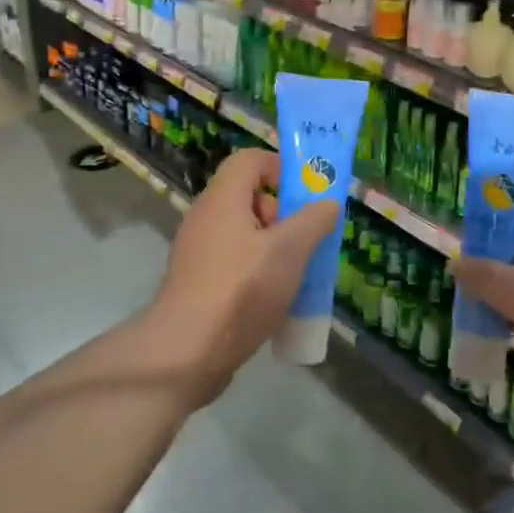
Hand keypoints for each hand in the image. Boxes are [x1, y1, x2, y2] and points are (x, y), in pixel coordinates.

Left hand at [144, 148, 339, 404]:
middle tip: (305, 237)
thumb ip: (313, 221)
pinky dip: (256, 269)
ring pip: (242, 232)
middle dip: (282, 212)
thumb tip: (328, 203)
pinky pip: (233, 261)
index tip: (306, 191)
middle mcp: (205, 217)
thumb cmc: (241, 290)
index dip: (280, 166)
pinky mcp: (197, 282)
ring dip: (273, 245)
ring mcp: (197, 252)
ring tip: (297, 271)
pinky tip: (275, 298)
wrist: (186, 353)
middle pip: (247, 196)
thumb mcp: (289, 250)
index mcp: (223, 199)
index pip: (249, 159)